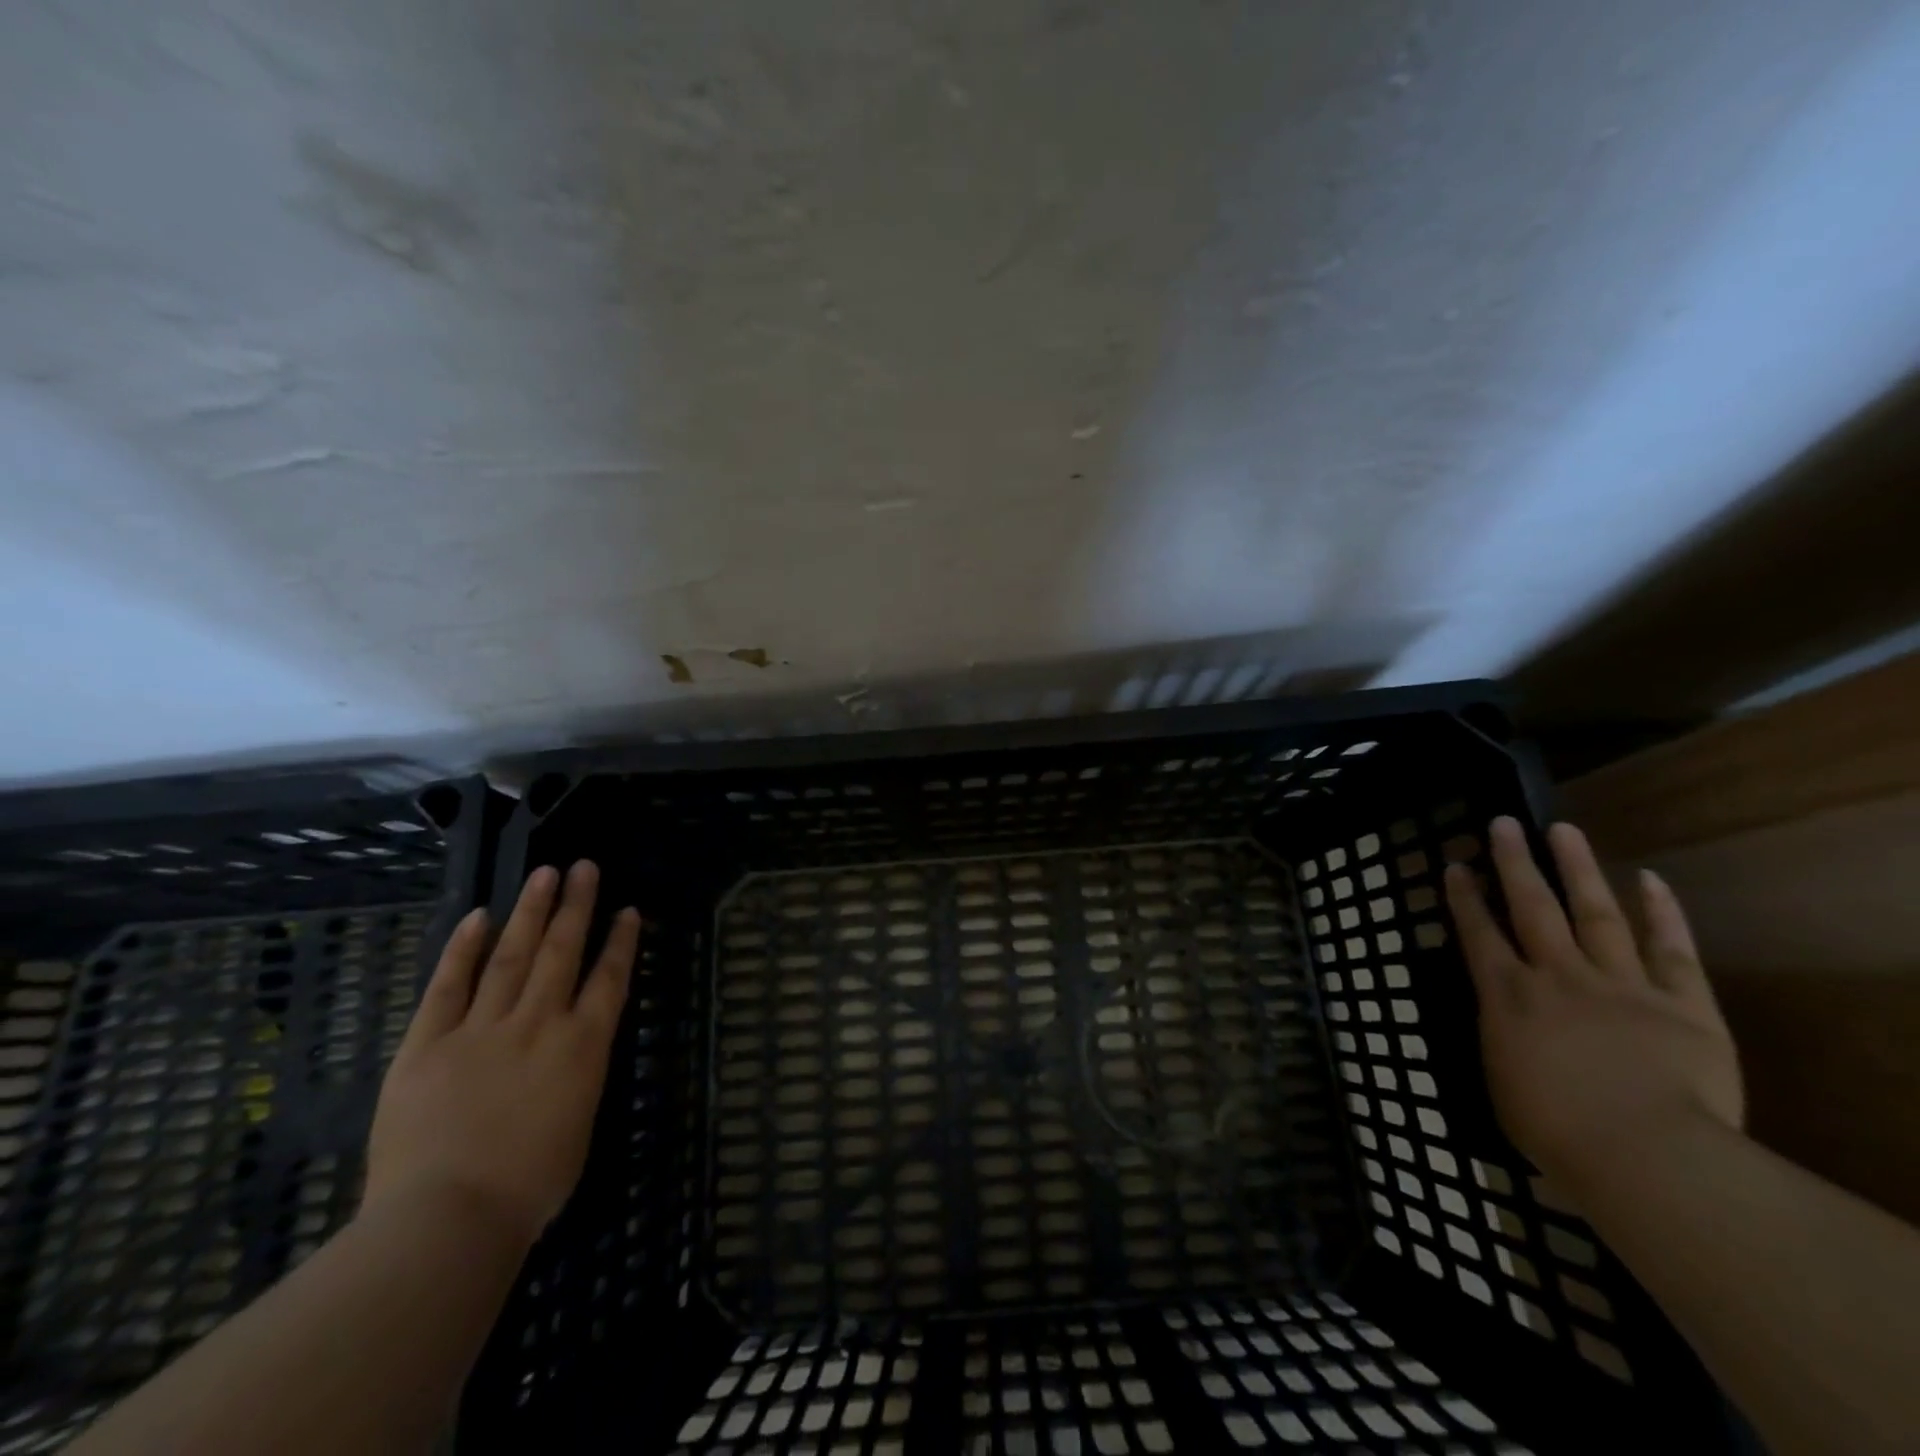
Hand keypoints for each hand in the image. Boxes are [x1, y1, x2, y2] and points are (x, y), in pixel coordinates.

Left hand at [364, 862, 639, 1244]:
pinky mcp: (428, 1044)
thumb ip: (579, 1076)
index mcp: (583, 1046)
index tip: (627, 910)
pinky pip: (448, 987)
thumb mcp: (579, 1125)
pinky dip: (464, 950)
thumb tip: (574, 1050)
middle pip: (562, 951)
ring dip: (530, 912)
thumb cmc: (529, 1186)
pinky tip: (477, 918)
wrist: (447, 1219)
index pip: (609, 979)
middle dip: (576, 906)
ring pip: (512, 956)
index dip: (620, 941)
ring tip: (543, 874)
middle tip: (583, 867)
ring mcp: (482, 1028)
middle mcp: (539, 1023)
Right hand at [1444, 817, 1742, 1194]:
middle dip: (1514, 863)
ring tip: (1563, 830)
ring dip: (1577, 869)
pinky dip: (1662, 913)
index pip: (1478, 934)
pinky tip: (1649, 878)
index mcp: (1508, 997)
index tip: (1456, 866)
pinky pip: (1671, 950)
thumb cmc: (1556, 1130)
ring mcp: (1621, 984)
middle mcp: (1557, 975)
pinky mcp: (1683, 1004)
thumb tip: (1503, 1025)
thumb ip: (1503, 1042)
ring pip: (1595, 913)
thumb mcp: (1502, 1084)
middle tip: (1503, 823)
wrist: (1646, 1153)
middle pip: (1531, 907)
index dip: (1464, 898)